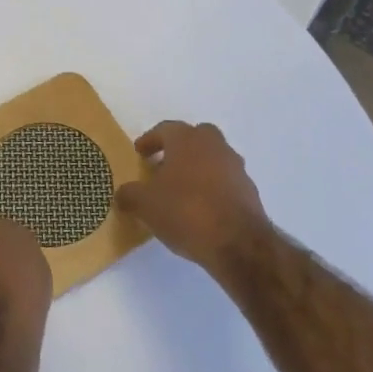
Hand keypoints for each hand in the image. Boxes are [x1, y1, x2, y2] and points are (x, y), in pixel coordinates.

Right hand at [115, 121, 271, 271]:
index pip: (165, 129)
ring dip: (197, 168)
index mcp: (187, 140)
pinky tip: (200, 208)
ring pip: (212, 158)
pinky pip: (225, 181)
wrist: (238, 242)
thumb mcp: (145, 205)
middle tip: (162, 165)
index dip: (150, 140)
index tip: (140, 152)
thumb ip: (129, 194)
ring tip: (180, 191)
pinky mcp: (249, 191)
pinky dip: (212, 188)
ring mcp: (235, 167)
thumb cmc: (185, 211)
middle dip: (178, 148)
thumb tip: (123, 194)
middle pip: (195, 137)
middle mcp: (214, 146)